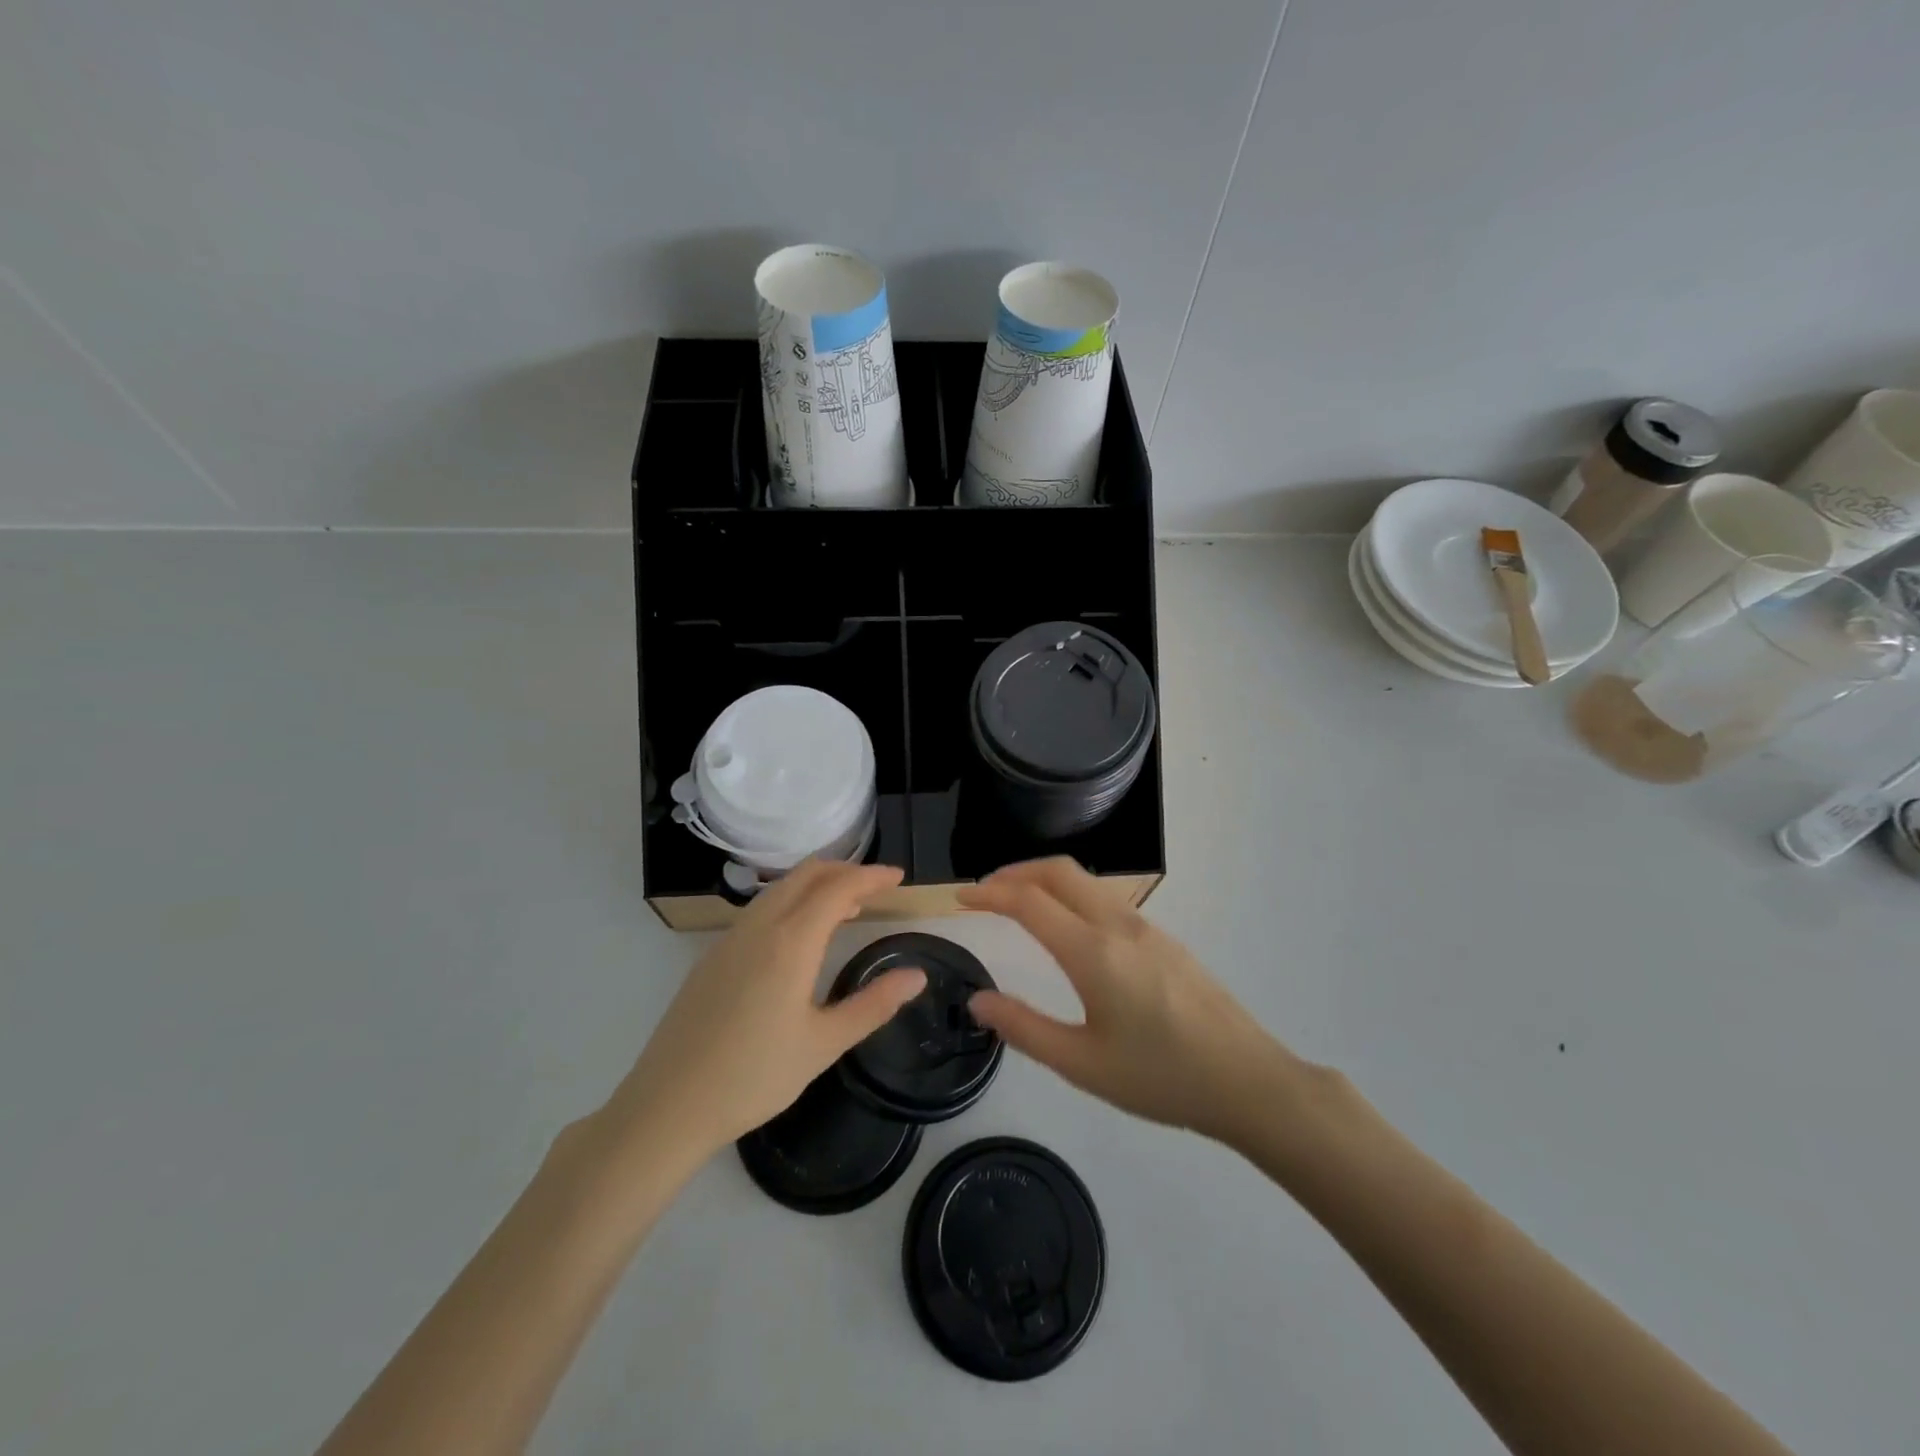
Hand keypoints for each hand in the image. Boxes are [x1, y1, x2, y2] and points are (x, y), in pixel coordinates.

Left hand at [605, 861, 925, 1161]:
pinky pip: (760, 908)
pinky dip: (792, 901)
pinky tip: (800, 936)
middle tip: (877, 887)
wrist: (668, 1105)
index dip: (871, 877)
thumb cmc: (754, 1077)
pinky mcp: (713, 955)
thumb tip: (917, 975)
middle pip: (806, 875)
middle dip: (845, 870)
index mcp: (789, 942)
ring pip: (780, 888)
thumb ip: (873, 1004)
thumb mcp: (824, 1044)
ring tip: (847, 908)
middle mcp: (759, 927)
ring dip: (817, 884)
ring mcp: (730, 938)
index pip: (837, 888)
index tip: (898, 878)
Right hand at [958, 858, 1293, 1144]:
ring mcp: (1147, 928)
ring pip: (1087, 882)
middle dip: (1016, 871)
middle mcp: (1119, 925)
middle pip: (1059, 872)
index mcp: (1093, 952)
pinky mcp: (1165, 940)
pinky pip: (1107, 899)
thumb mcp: (1083, 1065)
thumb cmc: (1162, 1079)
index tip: (960, 897)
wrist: (1249, 1081)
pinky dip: (1073, 895)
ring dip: (1046, 880)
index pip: (1029, 902)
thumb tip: (979, 1000)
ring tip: (1020, 904)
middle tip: (985, 891)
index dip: (989, 893)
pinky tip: (1069, 928)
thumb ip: (1024, 1029)